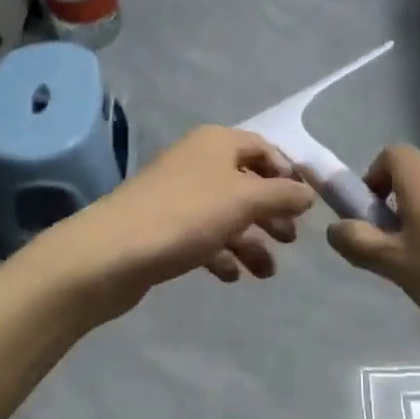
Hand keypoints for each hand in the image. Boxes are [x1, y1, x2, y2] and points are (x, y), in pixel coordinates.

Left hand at [36, 125, 317, 321]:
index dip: (288, 173)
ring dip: (250, 241)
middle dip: (271, 212)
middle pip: (246, 183)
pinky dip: (221, 253)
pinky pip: (202, 236)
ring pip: (226, 214)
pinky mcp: (163, 227)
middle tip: (290, 240)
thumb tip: (308, 193)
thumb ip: (283, 195)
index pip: (264, 148)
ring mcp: (178, 196)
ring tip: (266, 272)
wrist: (111, 253)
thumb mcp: (245, 200)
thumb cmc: (186, 215)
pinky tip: (232, 276)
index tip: (306, 204)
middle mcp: (197, 162)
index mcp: (217, 143)